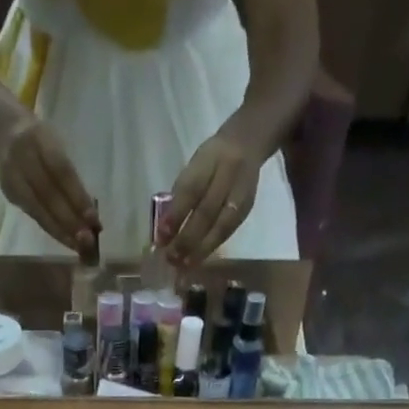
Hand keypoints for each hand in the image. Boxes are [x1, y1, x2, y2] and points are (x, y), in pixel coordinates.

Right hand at [0, 114, 100, 255]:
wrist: (8, 133)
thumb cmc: (43, 143)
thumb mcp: (57, 145)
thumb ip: (70, 176)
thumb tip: (90, 214)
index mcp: (40, 138)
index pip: (61, 171)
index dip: (78, 197)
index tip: (94, 219)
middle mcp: (23, 157)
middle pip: (48, 195)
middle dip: (69, 220)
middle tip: (88, 240)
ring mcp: (13, 177)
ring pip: (39, 210)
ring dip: (61, 231)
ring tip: (79, 246)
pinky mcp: (9, 193)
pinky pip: (34, 216)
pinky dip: (52, 229)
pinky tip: (66, 240)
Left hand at [166, 131, 261, 265]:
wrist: (247, 143)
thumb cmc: (211, 160)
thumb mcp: (193, 167)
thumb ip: (180, 195)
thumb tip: (165, 231)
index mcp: (209, 159)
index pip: (191, 190)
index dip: (176, 215)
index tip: (161, 237)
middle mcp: (228, 174)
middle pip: (207, 212)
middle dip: (187, 238)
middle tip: (171, 258)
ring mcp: (241, 193)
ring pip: (221, 226)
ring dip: (201, 249)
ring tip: (184, 265)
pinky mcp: (247, 208)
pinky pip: (228, 231)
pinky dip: (212, 246)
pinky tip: (199, 258)